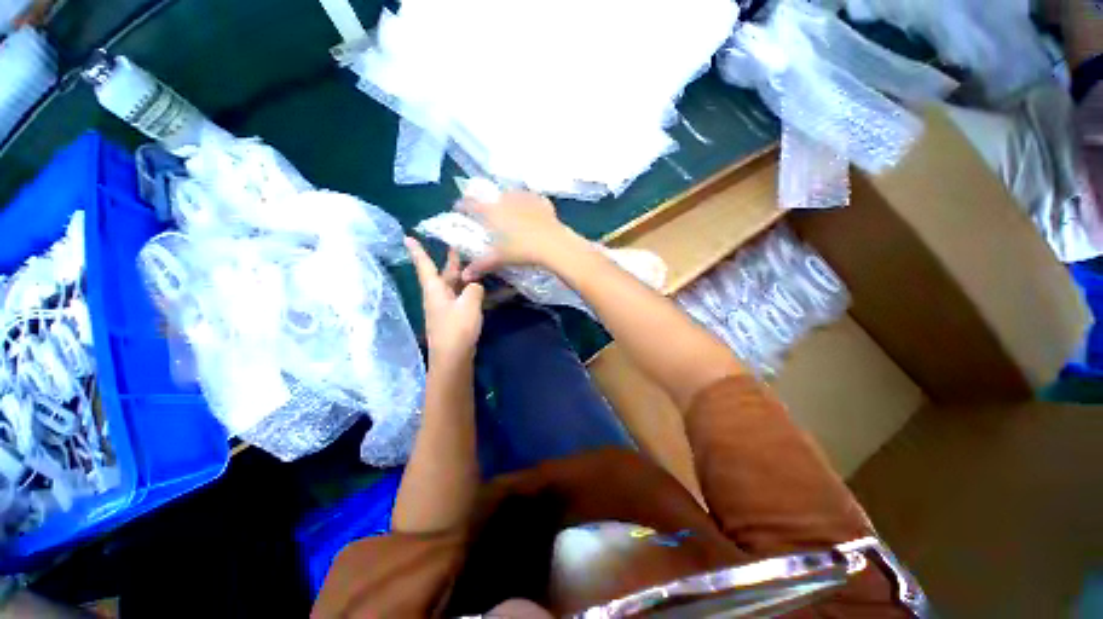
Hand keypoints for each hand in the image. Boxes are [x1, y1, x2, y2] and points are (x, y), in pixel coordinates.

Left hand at [406, 237, 484, 364]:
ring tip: (472, 261)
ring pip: (453, 285)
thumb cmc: (457, 328)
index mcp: (435, 290)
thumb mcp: (469, 304)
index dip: (418, 251)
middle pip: (442, 274)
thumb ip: (474, 289)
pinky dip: (468, 289)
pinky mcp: (454, 317)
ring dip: (461, 274)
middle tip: (455, 244)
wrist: (453, 357)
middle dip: (449, 260)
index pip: (425, 266)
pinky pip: (460, 297)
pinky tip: (479, 287)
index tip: (408, 237)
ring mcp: (446, 307)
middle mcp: (438, 296)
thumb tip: (475, 284)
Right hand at [459, 191, 585, 281]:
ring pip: (512, 194)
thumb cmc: (522, 251)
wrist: (553, 244)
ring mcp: (526, 198)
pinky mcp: (542, 202)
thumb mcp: (499, 259)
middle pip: (492, 196)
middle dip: (487, 202)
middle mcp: (507, 200)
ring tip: (510, 209)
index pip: (471, 204)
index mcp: (492, 211)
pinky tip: (532, 210)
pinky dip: (529, 202)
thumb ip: (480, 265)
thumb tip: (463, 276)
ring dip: (508, 199)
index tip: (459, 208)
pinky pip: (532, 198)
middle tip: (488, 212)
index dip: (463, 205)